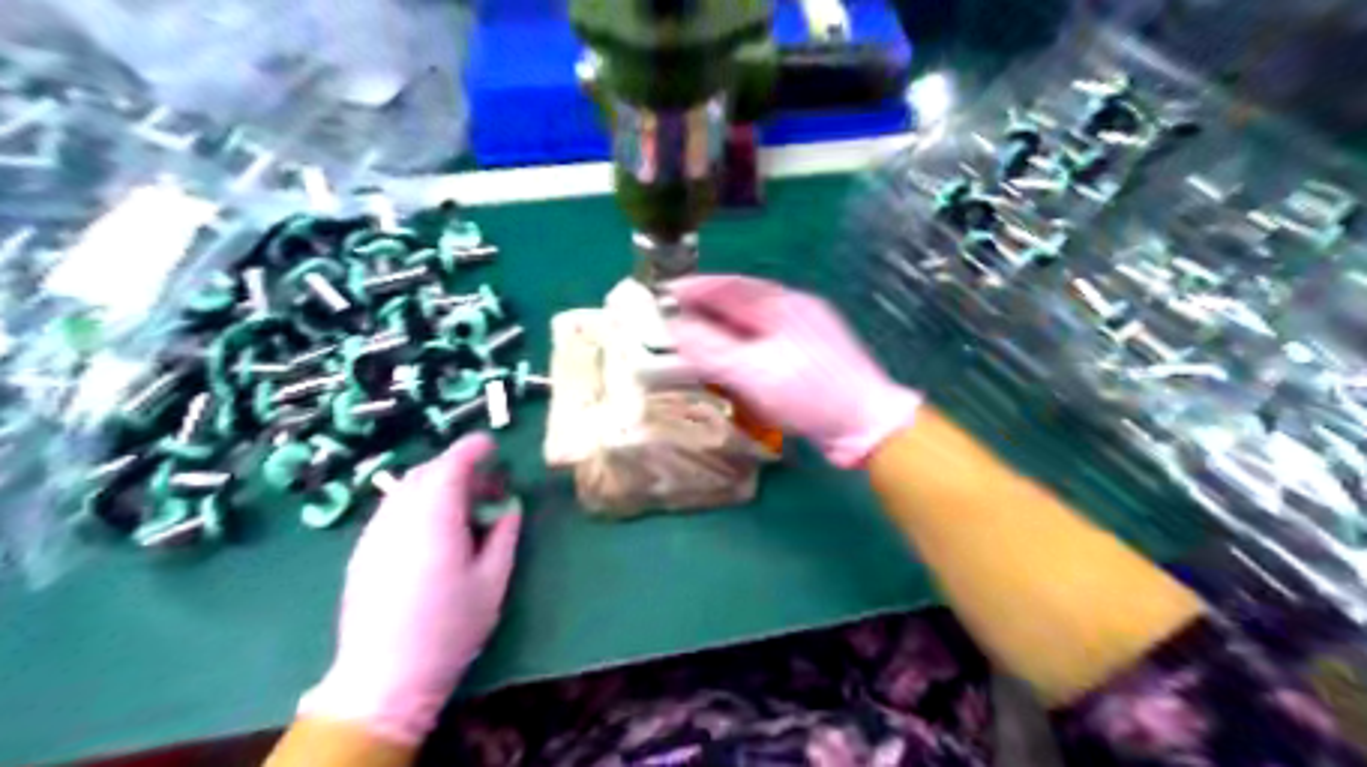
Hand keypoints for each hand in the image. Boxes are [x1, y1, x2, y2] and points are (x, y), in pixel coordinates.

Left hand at [301, 435, 522, 746]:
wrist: (383, 678)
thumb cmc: (449, 628)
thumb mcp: (493, 580)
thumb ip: (503, 534)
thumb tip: (508, 506)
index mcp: (434, 518)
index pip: (451, 465)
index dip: (473, 448)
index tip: (493, 445)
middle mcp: (398, 517)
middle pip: (425, 473)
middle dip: (456, 467)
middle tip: (487, 484)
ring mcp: (374, 534)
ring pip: (404, 490)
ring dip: (435, 485)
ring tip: (463, 508)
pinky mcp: (362, 553)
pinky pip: (392, 511)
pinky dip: (417, 504)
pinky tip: (433, 533)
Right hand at [672, 275, 921, 466]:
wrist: (867, 425)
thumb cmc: (811, 394)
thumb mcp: (754, 372)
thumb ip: (711, 349)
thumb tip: (674, 327)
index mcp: (784, 304)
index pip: (730, 286)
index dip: (695, 288)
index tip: (663, 292)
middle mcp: (795, 311)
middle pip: (740, 303)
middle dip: (705, 309)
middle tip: (671, 318)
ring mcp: (805, 334)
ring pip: (752, 325)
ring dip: (721, 329)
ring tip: (693, 338)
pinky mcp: (809, 358)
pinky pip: (764, 343)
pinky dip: (739, 348)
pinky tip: (728, 362)